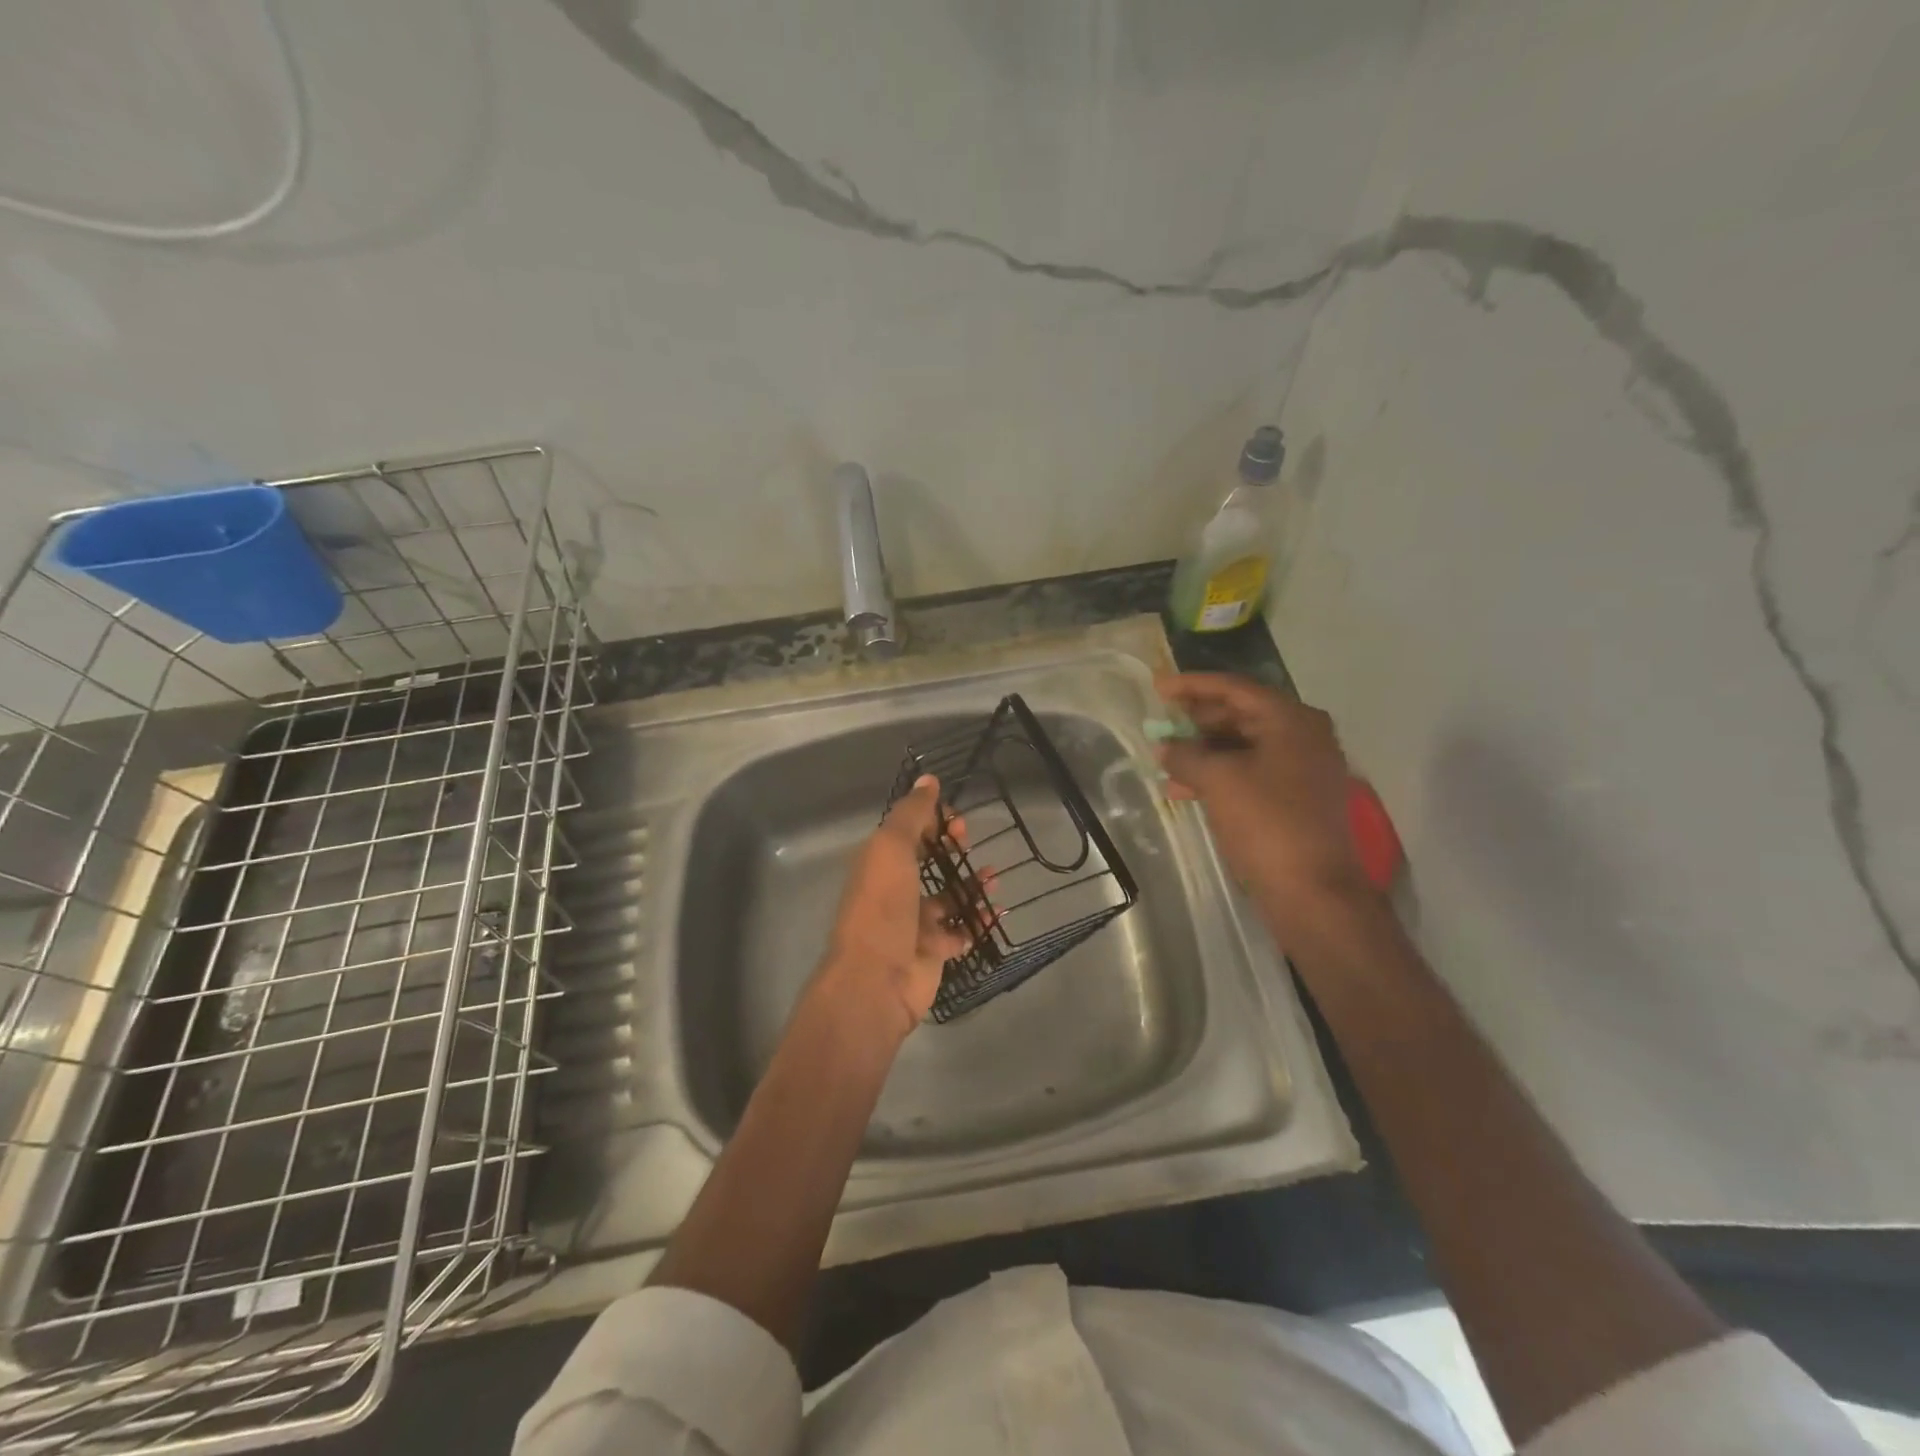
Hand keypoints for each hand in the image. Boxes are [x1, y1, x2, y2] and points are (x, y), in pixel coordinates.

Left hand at [813, 775, 972, 1043]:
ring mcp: (913, 923)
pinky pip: (960, 931)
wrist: (876, 979)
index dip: (932, 821)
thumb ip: (911, 814)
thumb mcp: (892, 848)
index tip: (956, 821)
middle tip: (970, 844)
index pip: (908, 831)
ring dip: (970, 885)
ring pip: (947, 897)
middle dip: (951, 849)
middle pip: (927, 862)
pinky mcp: (931, 951)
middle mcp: (894, 890)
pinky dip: (978, 922)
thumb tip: (928, 778)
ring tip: (994, 878)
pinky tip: (996, 913)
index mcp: (879, 863)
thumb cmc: (883, 906)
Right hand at [1156, 673, 1378, 924]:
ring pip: (1243, 745)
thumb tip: (1165, 747)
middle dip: (1197, 719)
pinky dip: (1218, 774)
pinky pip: (1249, 771)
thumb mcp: (1218, 781)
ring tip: (1165, 758)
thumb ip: (1186, 755)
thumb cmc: (1267, 823)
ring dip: (1203, 750)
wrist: (1313, 891)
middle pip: (1241, 714)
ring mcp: (1302, 768)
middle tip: (1162, 721)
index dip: (1192, 685)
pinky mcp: (1294, 797)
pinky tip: (1183, 789)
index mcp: (1291, 720)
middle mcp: (1303, 736)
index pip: (1235, 688)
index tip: (1157, 687)